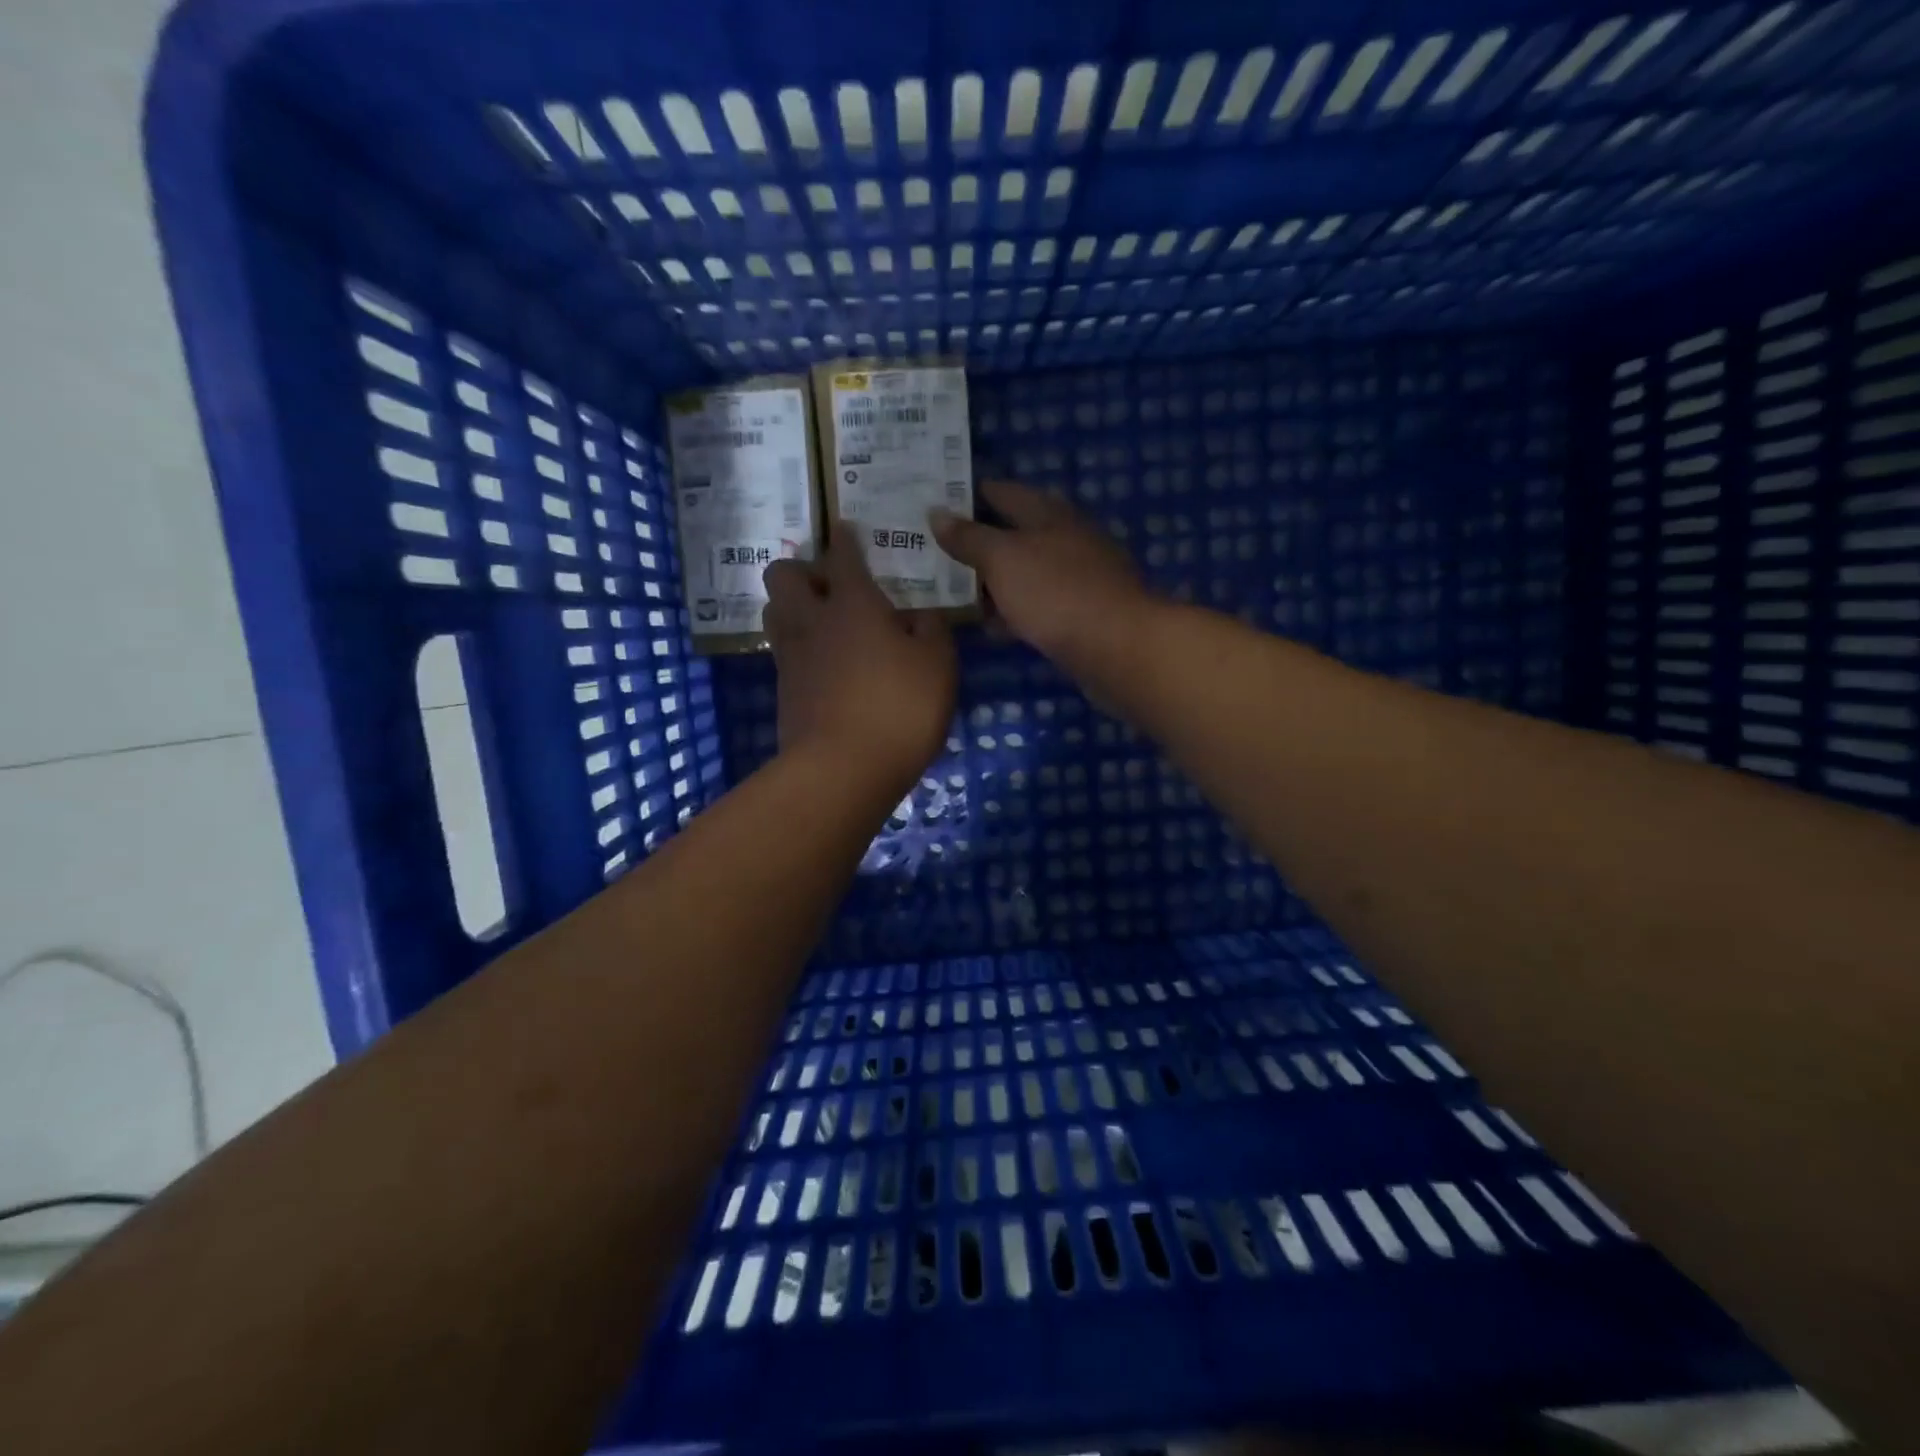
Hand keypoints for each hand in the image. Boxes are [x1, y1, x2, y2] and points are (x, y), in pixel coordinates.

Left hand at [763, 526, 955, 796]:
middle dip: (803, 569)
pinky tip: (823, 661)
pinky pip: (783, 650)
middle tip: (833, 586)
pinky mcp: (784, 691)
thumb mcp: (938, 664)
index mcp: (853, 604)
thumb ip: (932, 629)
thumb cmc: (899, 708)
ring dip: (792, 605)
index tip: (847, 529)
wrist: (843, 770)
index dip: (846, 539)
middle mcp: (813, 621)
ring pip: (773, 610)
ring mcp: (792, 657)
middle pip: (783, 574)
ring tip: (823, 621)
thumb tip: (918, 614)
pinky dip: (798, 645)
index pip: (843, 556)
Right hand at [931, 479, 1155, 675]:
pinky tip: (992, 627)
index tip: (934, 505)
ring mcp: (1077, 577)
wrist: (1117, 647)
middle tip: (933, 552)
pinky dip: (1014, 611)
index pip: (1002, 492)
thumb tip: (936, 513)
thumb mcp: (1003, 559)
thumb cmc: (1055, 592)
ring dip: (993, 581)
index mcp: (1049, 513)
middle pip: (1014, 533)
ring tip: (953, 592)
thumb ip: (969, 537)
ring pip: (1025, 572)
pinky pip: (1038, 604)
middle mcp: (1066, 538)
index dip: (968, 496)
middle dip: (977, 543)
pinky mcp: (1082, 613)